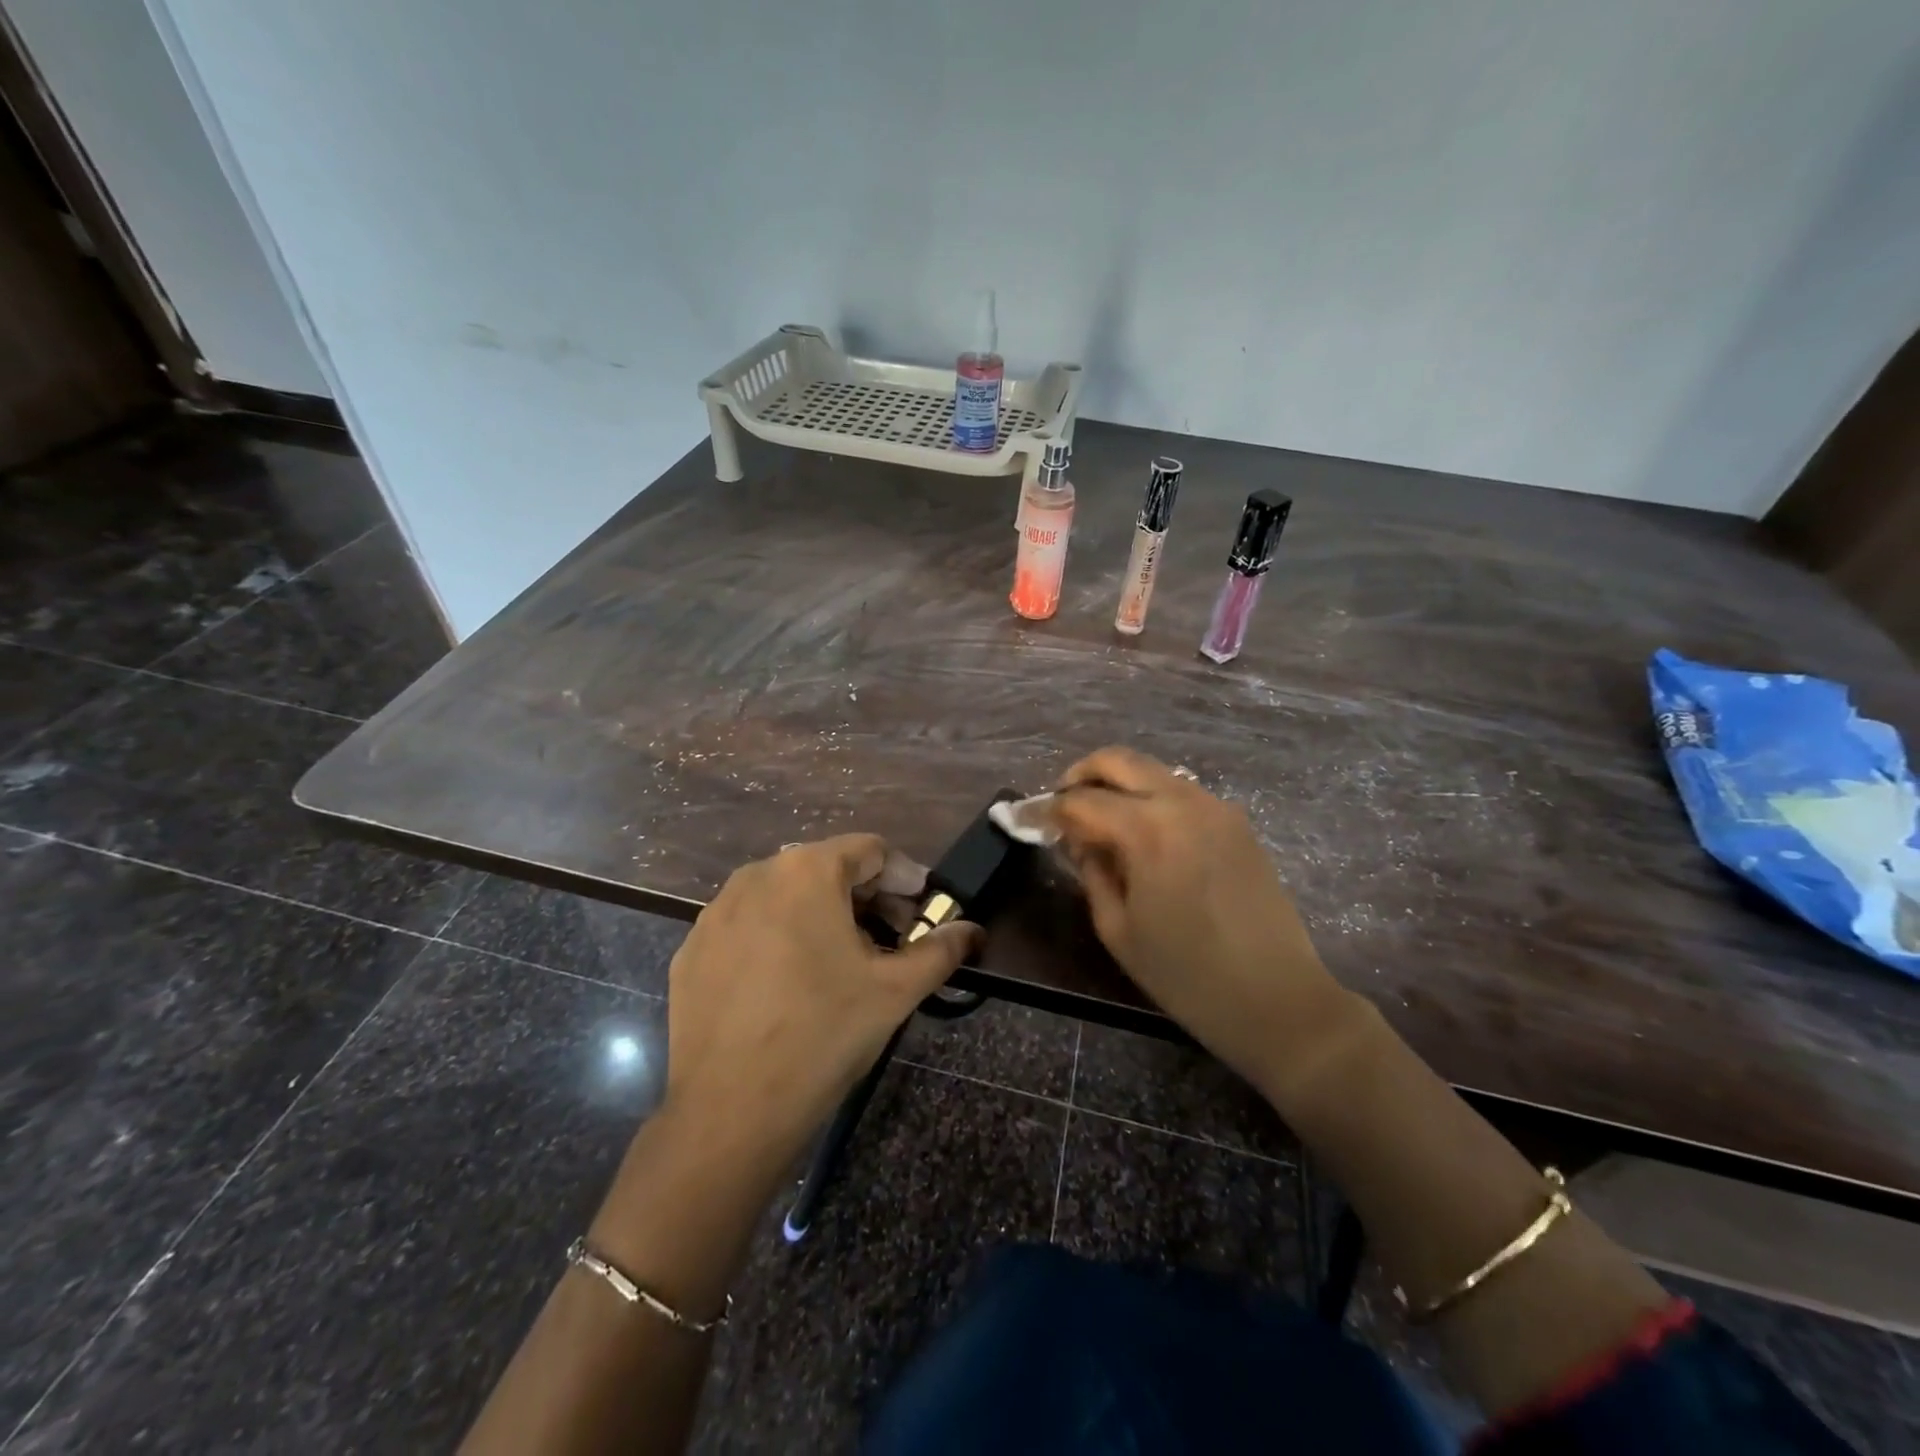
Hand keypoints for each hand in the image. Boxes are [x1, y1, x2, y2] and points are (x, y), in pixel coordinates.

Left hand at [661, 834, 977, 1177]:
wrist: (729, 1110)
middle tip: (891, 938)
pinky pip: (749, 926)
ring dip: (822, 915)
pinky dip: (778, 938)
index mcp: (806, 871)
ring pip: (784, 895)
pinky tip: (790, 984)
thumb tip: (973, 931)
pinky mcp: (692, 950)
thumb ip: (941, 950)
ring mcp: (716, 913)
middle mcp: (756, 876)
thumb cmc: (824, 1034)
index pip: (870, 850)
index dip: (905, 877)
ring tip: (843, 961)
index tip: (924, 912)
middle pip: (826, 868)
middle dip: (866, 897)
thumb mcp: (895, 990)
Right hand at [1049, 747, 1356, 1095]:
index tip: (1025, 821)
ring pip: (1152, 770)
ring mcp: (1215, 807)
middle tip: (1062, 806)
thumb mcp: (1118, 929)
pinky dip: (1151, 798)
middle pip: (1118, 760)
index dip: (1046, 810)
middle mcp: (1182, 802)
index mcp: (1147, 830)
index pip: (1080, 801)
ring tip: (1100, 822)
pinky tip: (1144, 834)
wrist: (1278, 998)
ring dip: (1118, 784)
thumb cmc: (1186, 976)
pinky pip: (1181, 792)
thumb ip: (1092, 872)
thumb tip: (1080, 840)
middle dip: (1081, 775)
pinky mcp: (1237, 821)